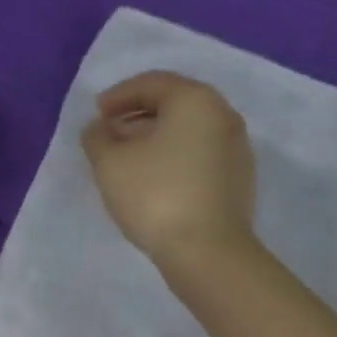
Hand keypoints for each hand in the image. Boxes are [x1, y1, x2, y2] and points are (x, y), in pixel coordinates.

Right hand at [81, 71, 256, 270]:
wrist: (208, 252)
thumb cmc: (156, 197)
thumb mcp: (110, 165)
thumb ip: (97, 138)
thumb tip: (99, 128)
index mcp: (195, 100)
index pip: (152, 83)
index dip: (119, 96)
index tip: (97, 115)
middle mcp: (223, 115)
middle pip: (174, 106)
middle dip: (138, 118)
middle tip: (110, 137)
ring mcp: (236, 149)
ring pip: (188, 134)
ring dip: (156, 141)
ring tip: (130, 163)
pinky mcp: (239, 181)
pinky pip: (200, 158)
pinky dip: (175, 161)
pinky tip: (156, 183)